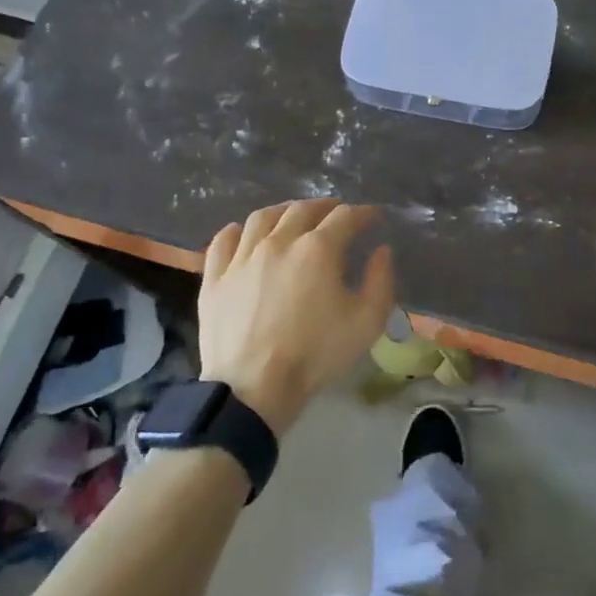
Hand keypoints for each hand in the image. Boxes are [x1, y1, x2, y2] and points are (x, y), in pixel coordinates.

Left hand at [198, 199, 394, 434]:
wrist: (253, 388)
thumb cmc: (315, 354)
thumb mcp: (367, 322)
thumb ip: (380, 281)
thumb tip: (381, 251)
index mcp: (318, 249)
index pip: (345, 217)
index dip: (363, 213)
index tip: (373, 217)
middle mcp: (278, 241)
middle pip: (302, 209)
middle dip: (325, 206)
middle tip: (336, 213)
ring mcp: (242, 257)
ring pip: (261, 218)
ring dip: (283, 211)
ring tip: (292, 217)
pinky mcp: (215, 277)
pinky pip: (223, 241)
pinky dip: (237, 231)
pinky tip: (244, 234)